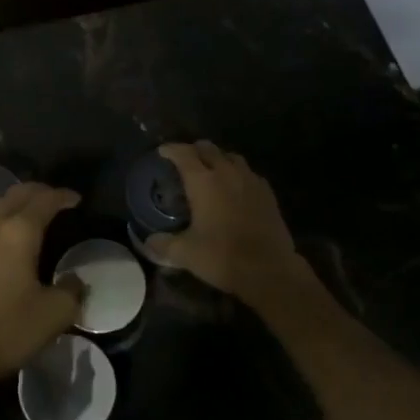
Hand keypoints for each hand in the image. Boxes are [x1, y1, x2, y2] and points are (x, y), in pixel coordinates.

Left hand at [0, 182, 83, 395]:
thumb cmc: (7, 329)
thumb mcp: (54, 314)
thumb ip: (72, 291)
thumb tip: (75, 280)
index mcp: (19, 231)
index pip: (45, 200)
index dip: (63, 196)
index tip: (76, 199)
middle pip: (16, 194)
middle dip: (37, 192)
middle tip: (53, 201)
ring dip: (14, 206)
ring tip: (28, 219)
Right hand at [147, 142, 320, 315]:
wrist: (270, 270)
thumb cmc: (223, 257)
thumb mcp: (186, 254)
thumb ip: (164, 245)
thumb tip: (148, 243)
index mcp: (203, 181)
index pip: (183, 154)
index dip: (171, 150)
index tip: (162, 152)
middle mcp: (227, 173)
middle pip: (208, 149)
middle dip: (194, 150)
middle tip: (184, 161)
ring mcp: (250, 181)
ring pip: (231, 157)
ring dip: (218, 158)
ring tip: (211, 170)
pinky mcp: (268, 193)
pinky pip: (249, 173)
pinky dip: (238, 173)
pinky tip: (236, 188)